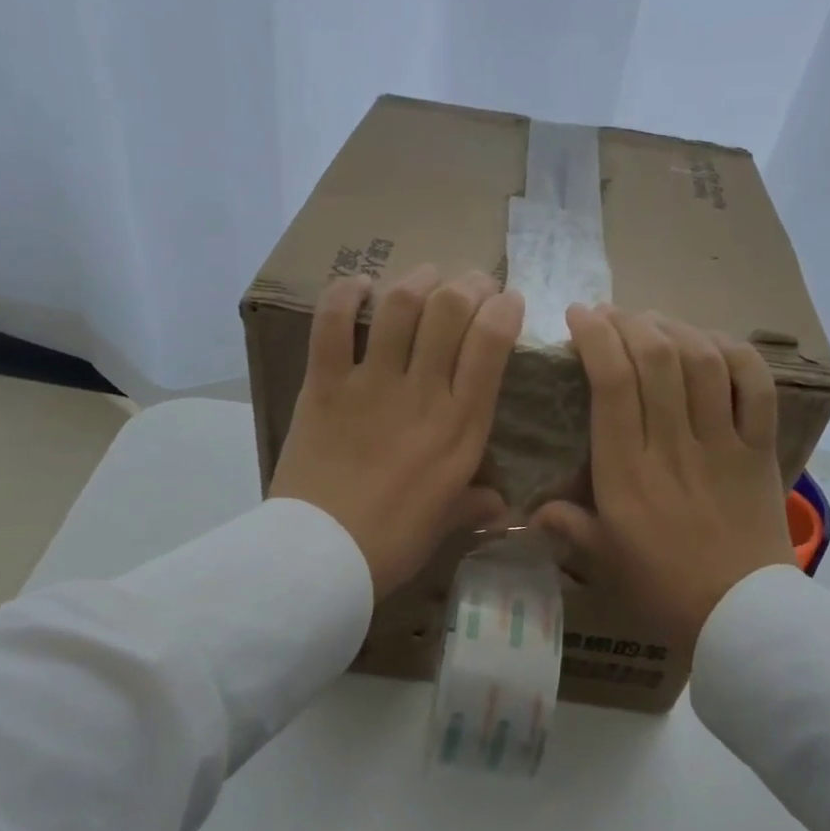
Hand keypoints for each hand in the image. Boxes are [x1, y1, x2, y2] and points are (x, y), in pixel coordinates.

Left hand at [270, 264, 523, 598]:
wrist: (322, 555)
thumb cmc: (393, 543)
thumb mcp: (445, 523)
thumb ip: (475, 505)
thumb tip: (500, 507)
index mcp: (461, 427)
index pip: (492, 344)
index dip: (504, 309)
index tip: (507, 302)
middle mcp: (423, 393)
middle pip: (450, 310)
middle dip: (468, 283)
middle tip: (470, 284)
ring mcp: (371, 385)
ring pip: (400, 305)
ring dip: (417, 279)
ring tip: (425, 276)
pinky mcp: (324, 385)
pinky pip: (333, 323)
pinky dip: (344, 295)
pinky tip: (358, 286)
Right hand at [532, 305, 793, 653]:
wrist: (739, 614)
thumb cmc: (662, 588)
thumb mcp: (603, 559)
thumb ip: (568, 526)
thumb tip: (529, 510)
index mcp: (626, 472)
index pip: (611, 385)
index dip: (596, 338)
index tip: (581, 316)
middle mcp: (672, 446)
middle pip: (656, 359)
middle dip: (631, 322)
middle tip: (614, 315)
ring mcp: (721, 444)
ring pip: (703, 363)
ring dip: (676, 329)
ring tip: (656, 323)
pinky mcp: (759, 449)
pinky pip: (756, 387)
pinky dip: (737, 354)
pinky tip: (714, 343)